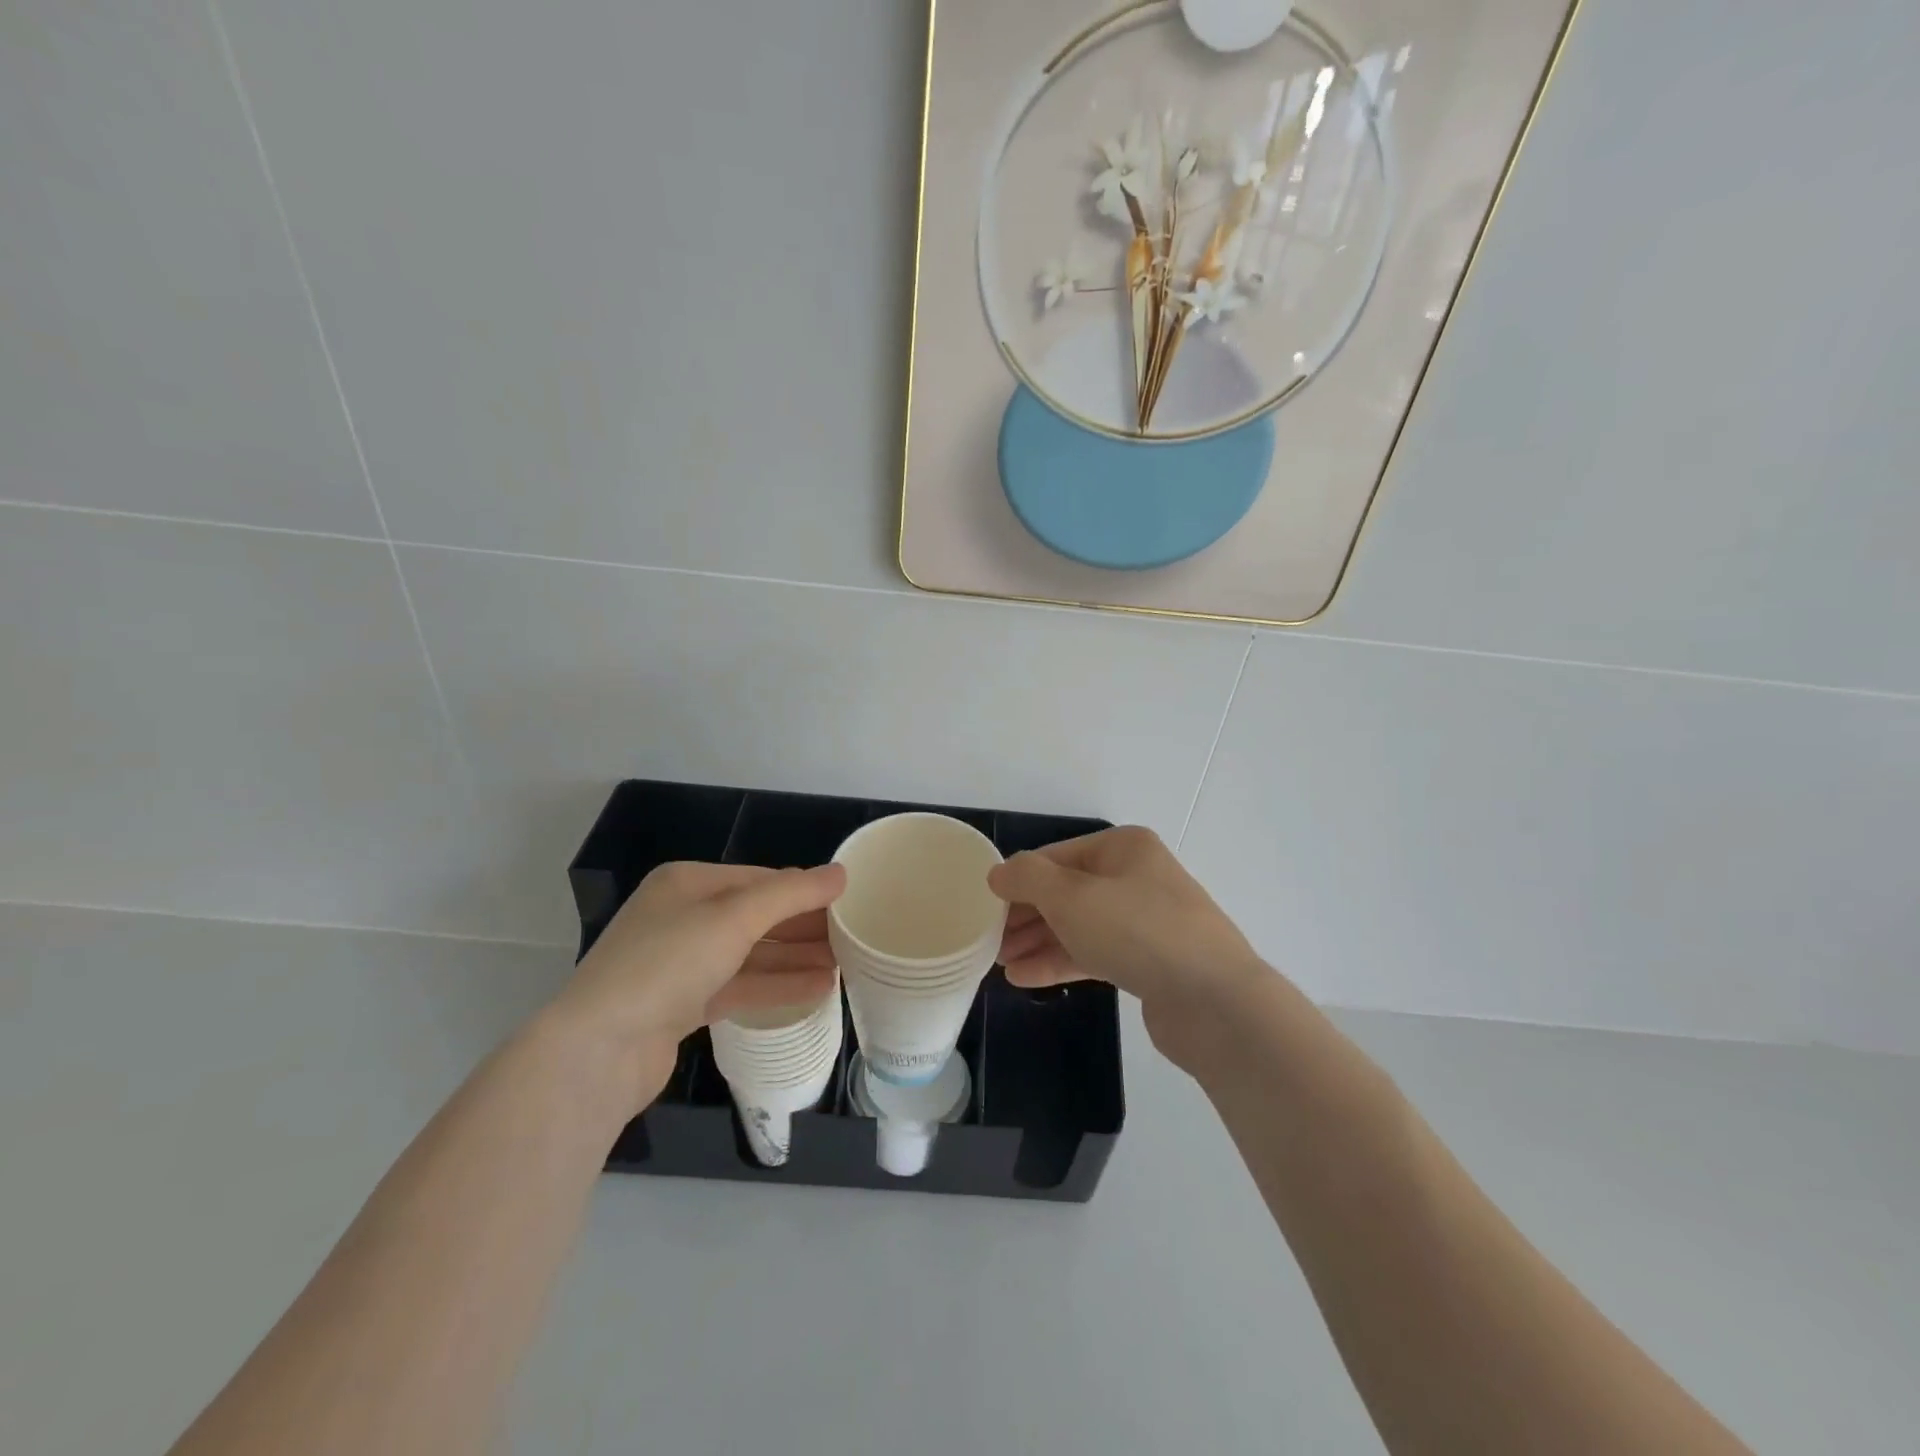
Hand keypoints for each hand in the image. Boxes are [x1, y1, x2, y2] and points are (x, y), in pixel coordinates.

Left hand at [549, 861, 845, 1106]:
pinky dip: (776, 986)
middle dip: (803, 927)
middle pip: (756, 916)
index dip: (804, 890)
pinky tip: (817, 990)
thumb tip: (840, 873)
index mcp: (687, 883)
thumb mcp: (734, 918)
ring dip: (795, 959)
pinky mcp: (682, 1005)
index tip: (847, 903)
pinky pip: (740, 986)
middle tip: (852, 938)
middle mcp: (682, 917)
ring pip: (750, 954)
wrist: (599, 1051)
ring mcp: (680, 964)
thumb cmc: (668, 964)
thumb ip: (791, 894)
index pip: (759, 879)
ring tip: (844, 966)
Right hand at [989, 827, 1267, 1067]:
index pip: (1056, 856)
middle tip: (989, 940)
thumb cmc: (1136, 931)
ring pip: (1079, 925)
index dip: (1018, 879)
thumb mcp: (1070, 896)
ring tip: (1000, 964)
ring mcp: (1145, 921)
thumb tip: (999, 873)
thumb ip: (1027, 879)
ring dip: (1038, 942)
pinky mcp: (1149, 961)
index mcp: (1123, 848)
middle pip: (1066, 891)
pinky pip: (1095, 953)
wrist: (1215, 1001)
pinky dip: (1062, 961)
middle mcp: (1136, 877)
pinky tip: (1026, 979)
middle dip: (1026, 915)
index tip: (985, 906)